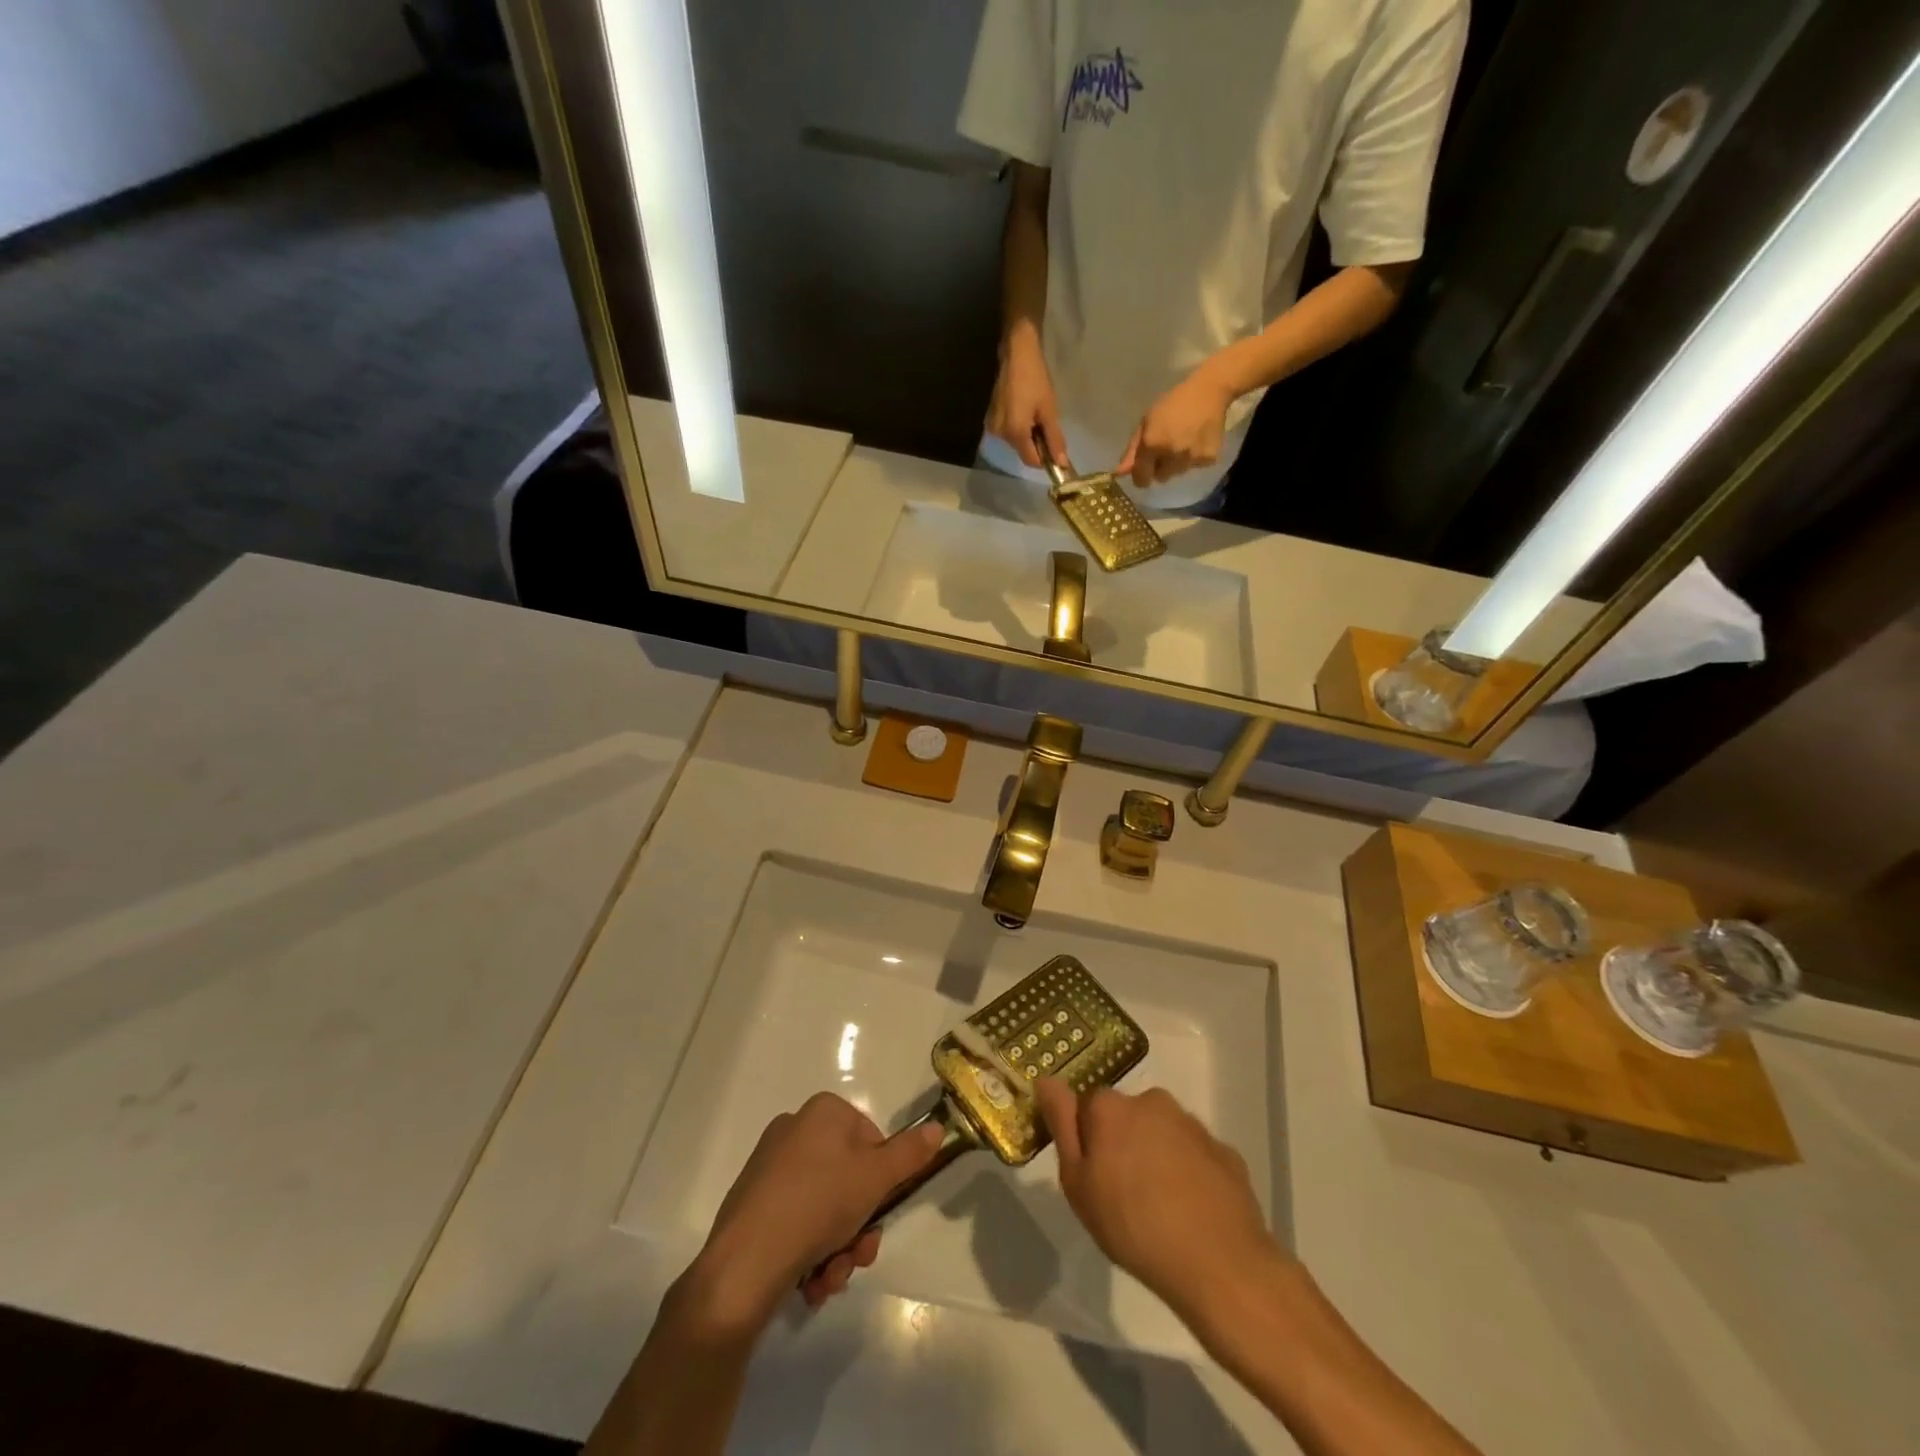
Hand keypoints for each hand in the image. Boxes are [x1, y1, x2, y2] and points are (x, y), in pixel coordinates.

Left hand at [688, 1094, 944, 1327]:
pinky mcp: (752, 1206)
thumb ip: (909, 1154)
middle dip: (859, 1226)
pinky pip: (796, 1223)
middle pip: (848, 1179)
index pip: (871, 1140)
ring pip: (824, 1208)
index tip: (879, 1212)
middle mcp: (794, 1131)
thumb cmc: (817, 1205)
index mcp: (822, 1112)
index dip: (881, 1181)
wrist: (743, 1264)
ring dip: (838, 1248)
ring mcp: (770, 1168)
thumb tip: (936, 1128)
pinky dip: (810, 1254)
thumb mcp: (876, 1178)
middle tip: (859, 1256)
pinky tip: (810, 1283)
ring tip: (830, 1279)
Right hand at [986, 325, 1067, 469]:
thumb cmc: (1035, 378)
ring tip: (1035, 412)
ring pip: (1016, 441)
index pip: (1031, 461)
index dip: (1046, 459)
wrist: (1016, 352)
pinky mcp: (991, 418)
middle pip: (1023, 451)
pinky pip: (1009, 431)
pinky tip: (1024, 409)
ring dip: (1028, 434)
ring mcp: (993, 427)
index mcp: (1015, 433)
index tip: (1057, 448)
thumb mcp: (1049, 409)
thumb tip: (1062, 463)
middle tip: (1047, 422)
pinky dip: (1019, 427)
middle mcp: (1000, 435)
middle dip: (1037, 444)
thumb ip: (1055, 439)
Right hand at [1035, 1079, 1284, 1325]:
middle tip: (1123, 1196)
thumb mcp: (1078, 1184)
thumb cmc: (1133, 1225)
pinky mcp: (1224, 1151)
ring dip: (1156, 1157)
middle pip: (1127, 1116)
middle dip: (1123, 1144)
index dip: (1088, 1141)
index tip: (1093, 1178)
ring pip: (1162, 1133)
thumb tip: (1046, 1079)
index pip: (1088, 1107)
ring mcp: (1193, 1125)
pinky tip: (1191, 1213)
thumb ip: (1061, 1125)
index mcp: (1112, 1107)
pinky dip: (1189, 1174)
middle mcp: (1152, 1101)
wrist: (1220, 1265)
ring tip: (1160, 1209)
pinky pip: (1195, 1156)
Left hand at [1117, 363, 1237, 487]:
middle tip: (1166, 448)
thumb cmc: (1173, 402)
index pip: (1141, 478)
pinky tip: (1197, 440)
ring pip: (1178, 473)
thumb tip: (1119, 474)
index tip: (1144, 470)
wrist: (1210, 390)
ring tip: (1183, 441)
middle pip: (1160, 478)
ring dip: (1177, 463)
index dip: (1141, 476)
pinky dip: (1195, 458)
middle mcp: (1171, 456)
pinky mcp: (1209, 459)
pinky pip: (1195, 466)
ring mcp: (1192, 459)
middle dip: (1160, 467)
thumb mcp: (1146, 421)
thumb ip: (1133, 450)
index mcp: (1153, 445)